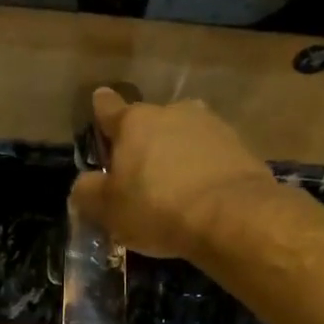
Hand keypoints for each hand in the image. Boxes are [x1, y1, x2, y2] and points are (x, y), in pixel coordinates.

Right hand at [69, 86, 276, 257]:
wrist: (231, 216)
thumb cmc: (157, 208)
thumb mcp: (107, 210)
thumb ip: (88, 193)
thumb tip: (84, 185)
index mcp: (134, 122)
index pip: (108, 108)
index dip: (100, 111)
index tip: (99, 107)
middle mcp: (172, 112)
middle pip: (149, 124)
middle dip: (142, 144)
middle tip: (138, 177)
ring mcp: (210, 125)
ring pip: (182, 137)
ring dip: (174, 155)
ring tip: (173, 188)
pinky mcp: (239, 145)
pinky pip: (209, 155)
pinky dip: (202, 169)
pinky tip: (200, 195)